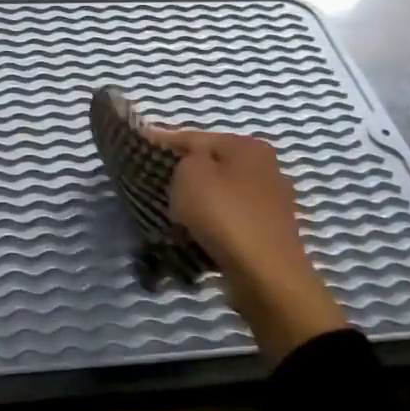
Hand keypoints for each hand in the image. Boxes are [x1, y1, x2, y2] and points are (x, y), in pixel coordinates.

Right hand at [149, 127, 348, 361]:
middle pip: (212, 164)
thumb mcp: (190, 173)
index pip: (194, 137)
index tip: (137, 149)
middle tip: (153, 182)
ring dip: (198, 199)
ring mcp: (271, 201)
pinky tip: (195, 231)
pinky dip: (212, 221)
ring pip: (221, 192)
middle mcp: (265, 167)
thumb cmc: (224, 213)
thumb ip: (182, 158)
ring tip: (171, 210)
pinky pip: (230, 217)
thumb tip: (185, 162)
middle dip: (183, 172)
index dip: (162, 142)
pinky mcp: (269, 231)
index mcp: (248, 146)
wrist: (264, 273)